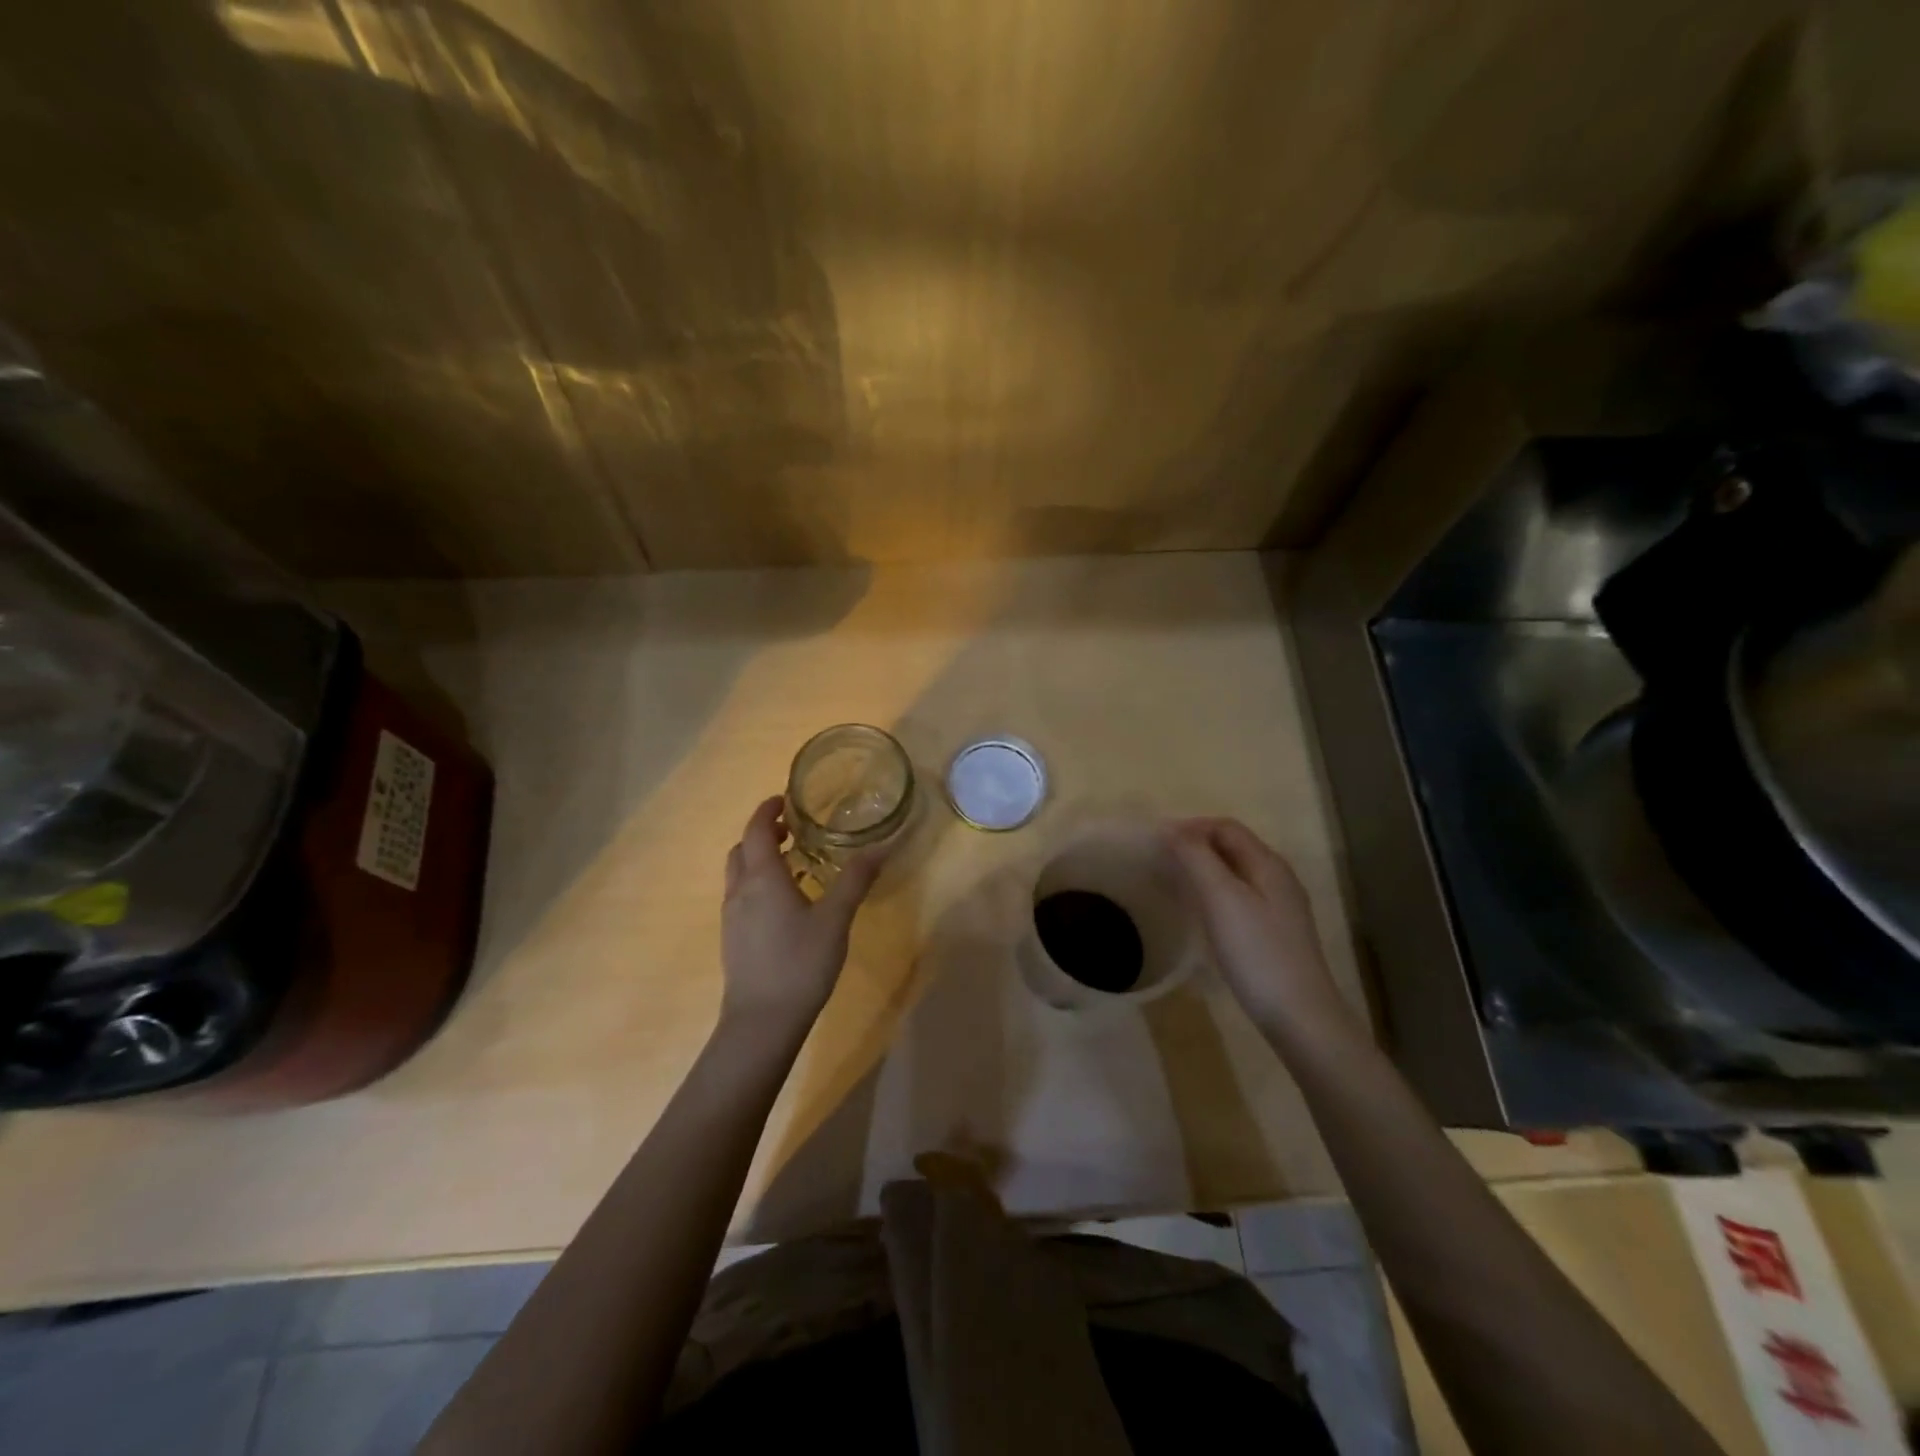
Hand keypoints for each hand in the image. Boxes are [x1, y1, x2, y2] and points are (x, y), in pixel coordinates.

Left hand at [720, 796, 884, 1037]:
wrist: (762, 1022)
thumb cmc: (800, 962)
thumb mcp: (835, 919)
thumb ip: (855, 880)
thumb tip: (881, 847)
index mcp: (762, 878)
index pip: (756, 830)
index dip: (768, 810)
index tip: (786, 801)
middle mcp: (740, 891)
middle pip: (742, 849)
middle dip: (762, 833)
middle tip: (792, 831)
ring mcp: (732, 917)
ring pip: (738, 874)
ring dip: (758, 859)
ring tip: (792, 865)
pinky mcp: (732, 939)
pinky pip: (741, 896)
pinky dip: (758, 884)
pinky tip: (785, 904)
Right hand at [1168, 818, 1355, 1043]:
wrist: (1300, 1016)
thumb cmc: (1257, 952)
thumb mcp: (1221, 898)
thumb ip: (1196, 858)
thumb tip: (1171, 828)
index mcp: (1268, 863)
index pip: (1226, 827)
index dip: (1191, 826)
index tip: (1157, 841)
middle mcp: (1278, 878)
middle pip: (1233, 846)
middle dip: (1197, 844)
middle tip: (1162, 860)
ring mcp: (1280, 907)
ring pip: (1237, 872)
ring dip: (1205, 867)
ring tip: (1175, 881)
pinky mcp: (1276, 932)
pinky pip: (1241, 895)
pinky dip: (1216, 891)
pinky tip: (1202, 912)